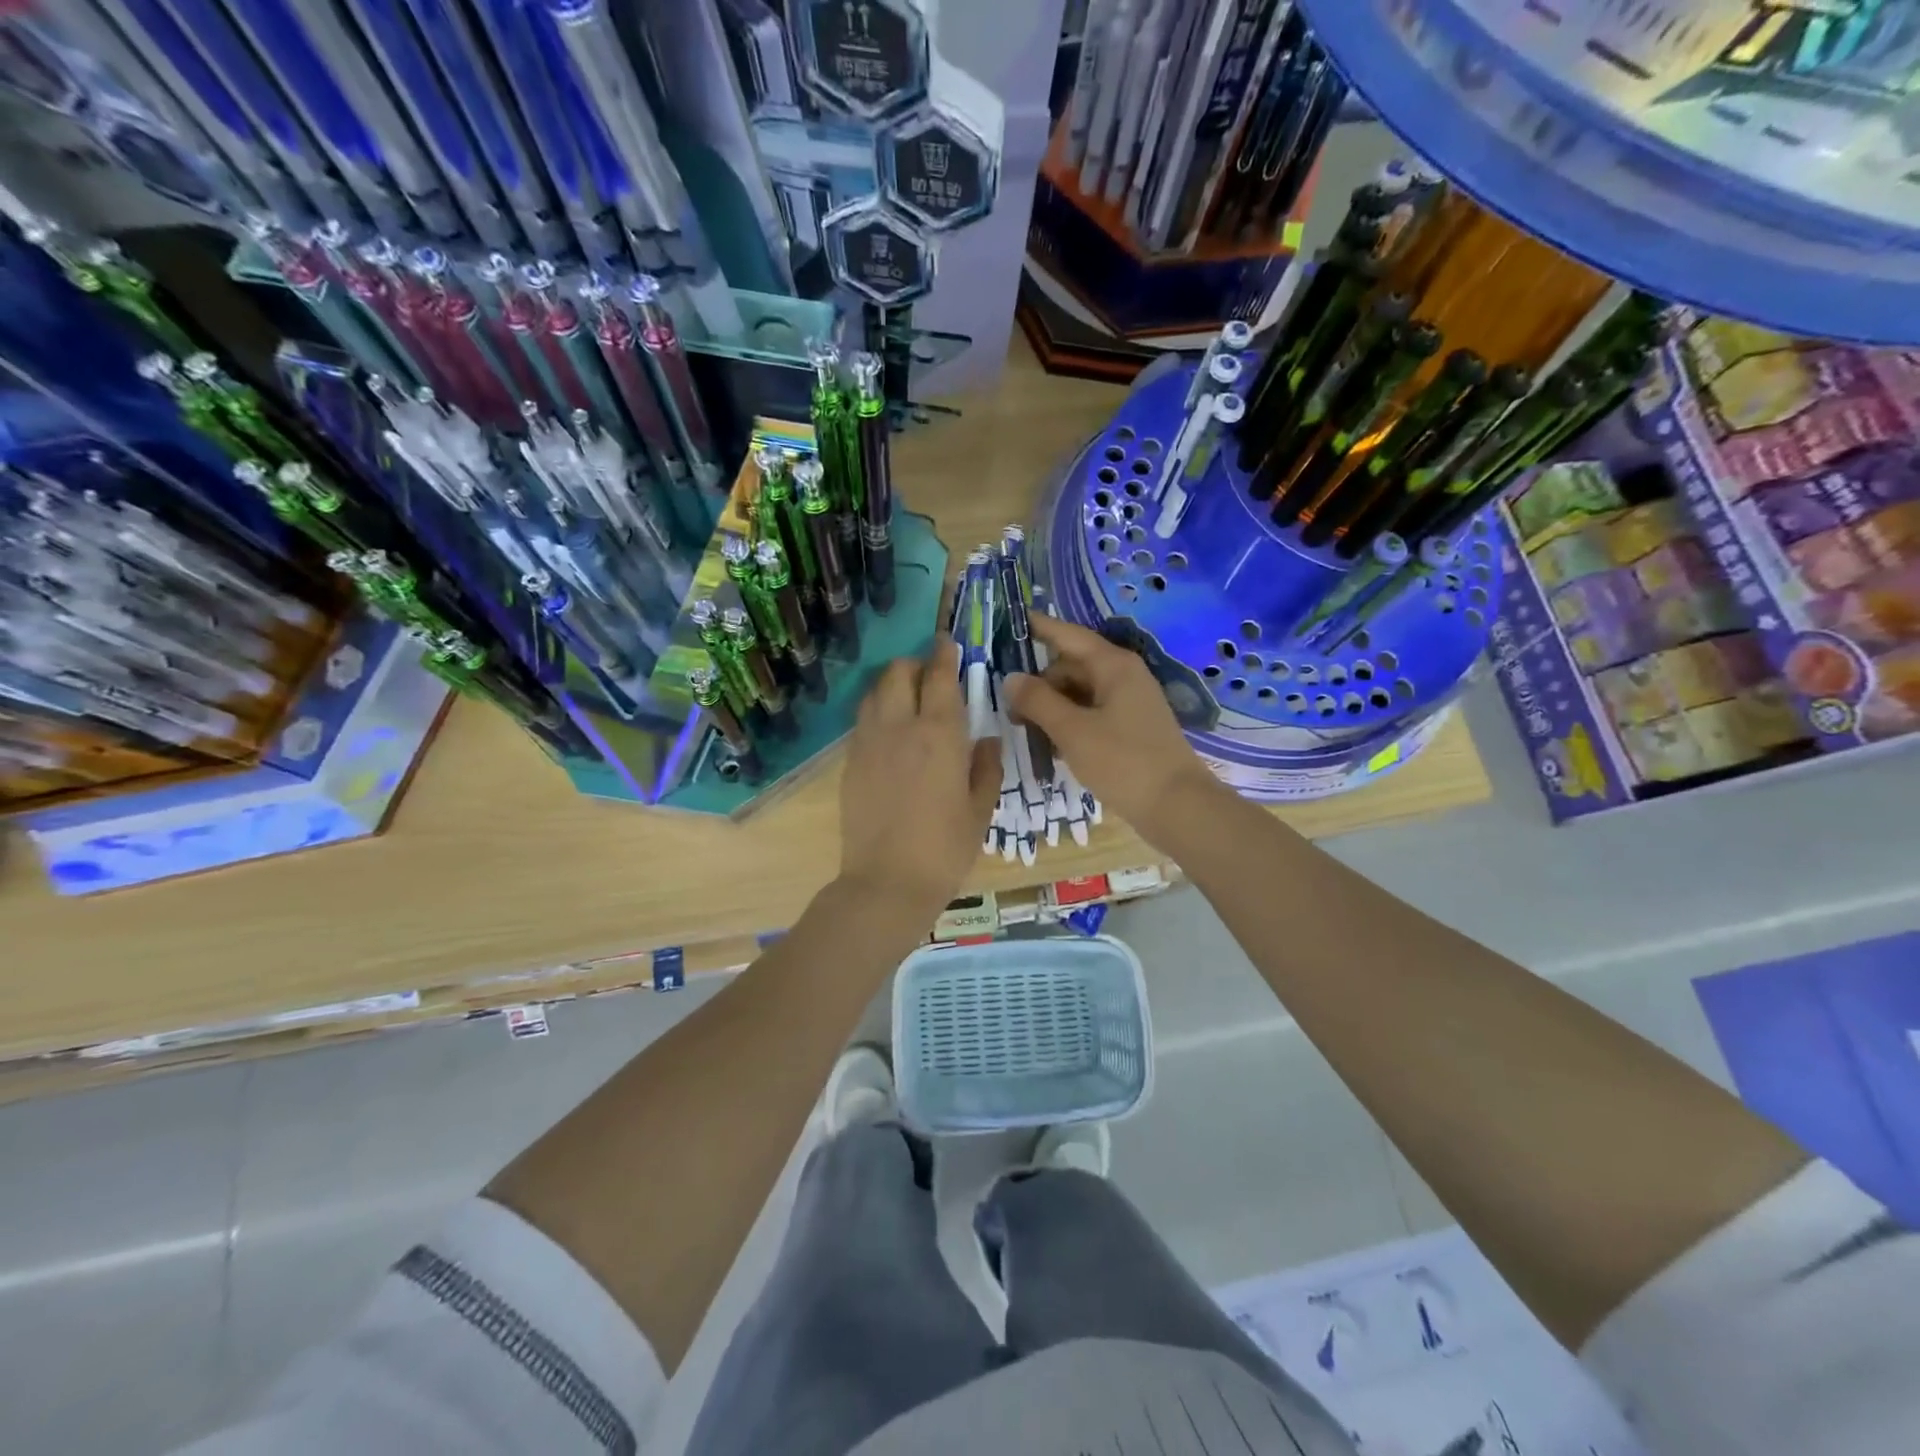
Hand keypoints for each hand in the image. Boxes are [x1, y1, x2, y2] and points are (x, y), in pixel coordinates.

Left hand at [838, 640, 999, 919]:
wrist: (887, 882)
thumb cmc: (945, 849)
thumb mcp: (980, 810)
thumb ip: (986, 768)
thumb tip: (986, 741)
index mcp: (939, 734)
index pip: (939, 676)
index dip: (943, 654)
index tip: (946, 642)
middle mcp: (899, 727)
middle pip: (898, 672)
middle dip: (914, 665)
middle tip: (929, 677)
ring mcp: (868, 743)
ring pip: (874, 692)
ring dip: (891, 685)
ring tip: (906, 700)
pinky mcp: (850, 762)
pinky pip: (862, 720)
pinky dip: (876, 712)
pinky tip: (889, 733)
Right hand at [1005, 616, 1222, 848]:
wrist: (1177, 807)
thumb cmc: (1123, 762)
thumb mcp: (1072, 731)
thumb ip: (1038, 701)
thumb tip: (1011, 678)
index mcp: (1113, 666)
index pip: (1068, 635)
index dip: (1039, 627)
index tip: (1010, 620)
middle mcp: (1123, 676)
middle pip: (1071, 667)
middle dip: (1039, 683)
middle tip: (1008, 709)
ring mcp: (1129, 703)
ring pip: (1080, 693)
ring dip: (1052, 707)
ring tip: (1025, 730)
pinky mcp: (1131, 728)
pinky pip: (1092, 714)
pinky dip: (1070, 723)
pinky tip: (1051, 746)